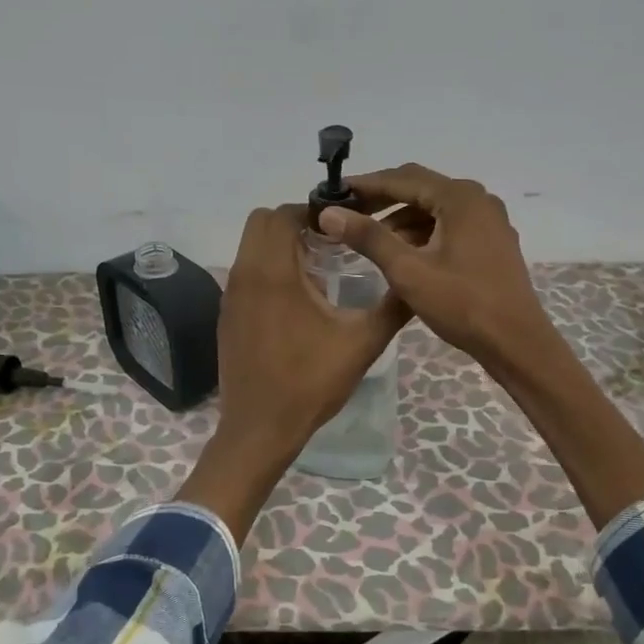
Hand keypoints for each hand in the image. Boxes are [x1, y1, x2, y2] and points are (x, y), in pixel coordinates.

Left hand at [178, 204, 408, 540]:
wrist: (260, 429)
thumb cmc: (310, 383)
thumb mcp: (362, 344)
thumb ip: (392, 306)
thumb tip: (416, 280)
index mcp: (273, 273)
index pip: (281, 214)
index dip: (311, 213)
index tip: (340, 229)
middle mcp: (244, 275)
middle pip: (261, 224)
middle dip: (294, 224)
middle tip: (330, 245)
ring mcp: (230, 296)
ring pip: (250, 248)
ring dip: (280, 247)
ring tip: (317, 271)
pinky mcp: (226, 316)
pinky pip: (245, 274)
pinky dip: (268, 271)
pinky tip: (296, 302)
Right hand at [319, 164, 554, 373]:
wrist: (516, 342)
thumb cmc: (462, 304)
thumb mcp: (408, 271)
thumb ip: (369, 238)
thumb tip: (329, 214)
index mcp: (460, 198)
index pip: (403, 178)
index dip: (365, 184)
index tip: (334, 193)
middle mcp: (478, 199)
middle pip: (420, 188)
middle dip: (382, 199)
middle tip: (346, 213)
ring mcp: (489, 221)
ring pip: (435, 208)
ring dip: (401, 218)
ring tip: (369, 237)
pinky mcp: (492, 242)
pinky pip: (449, 225)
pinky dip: (422, 232)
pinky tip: (403, 253)